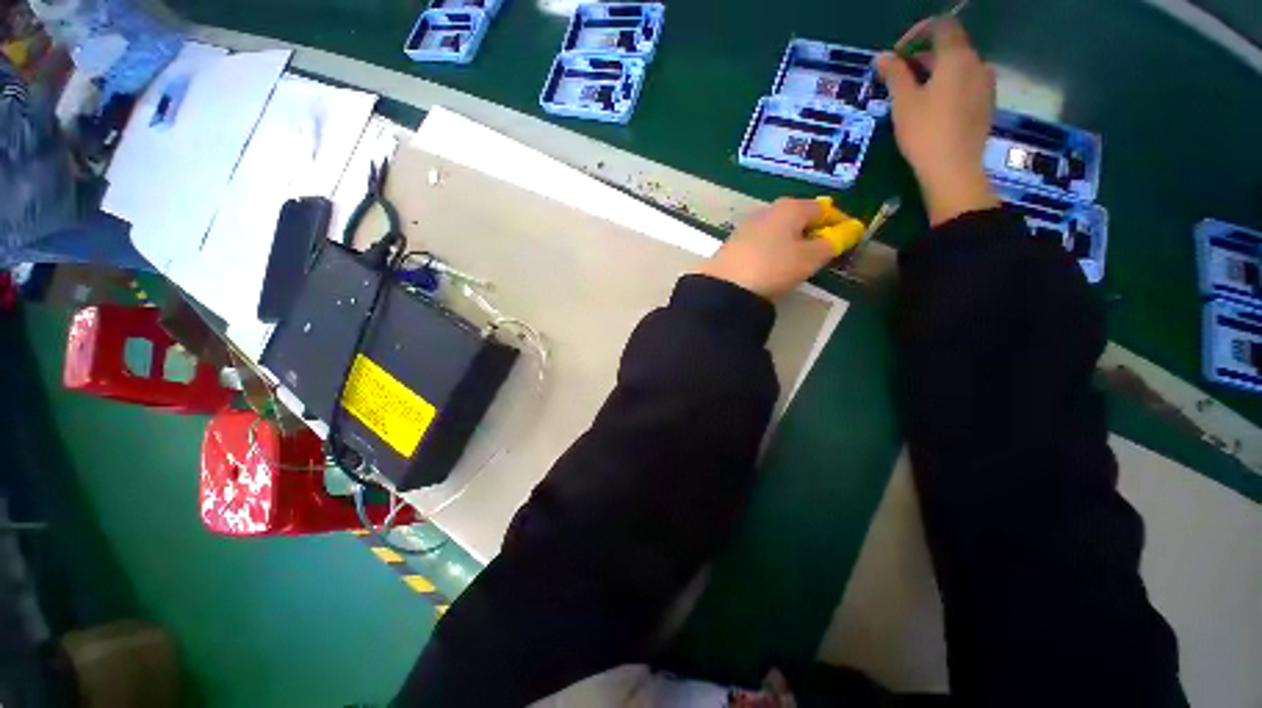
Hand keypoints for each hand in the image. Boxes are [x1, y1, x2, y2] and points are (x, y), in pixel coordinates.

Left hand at [696, 198, 835, 298]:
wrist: (726, 286)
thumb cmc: (774, 267)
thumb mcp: (810, 258)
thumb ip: (832, 243)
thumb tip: (849, 231)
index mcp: (790, 207)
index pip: (823, 209)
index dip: (839, 222)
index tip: (848, 238)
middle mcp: (767, 210)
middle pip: (799, 217)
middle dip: (813, 231)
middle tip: (823, 251)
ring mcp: (747, 225)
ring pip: (779, 229)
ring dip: (792, 241)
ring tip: (798, 260)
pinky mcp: (733, 243)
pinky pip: (763, 241)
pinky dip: (773, 249)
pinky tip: (772, 264)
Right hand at [876, 18, 999, 225]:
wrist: (954, 170)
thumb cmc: (925, 133)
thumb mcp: (903, 103)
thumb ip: (894, 75)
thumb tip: (882, 57)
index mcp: (957, 58)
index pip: (941, 26)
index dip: (917, 34)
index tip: (897, 55)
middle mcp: (977, 64)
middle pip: (950, 48)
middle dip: (923, 58)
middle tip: (899, 81)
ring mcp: (986, 85)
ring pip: (958, 68)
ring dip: (936, 74)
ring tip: (914, 98)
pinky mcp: (986, 105)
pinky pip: (966, 85)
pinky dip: (948, 88)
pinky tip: (933, 111)